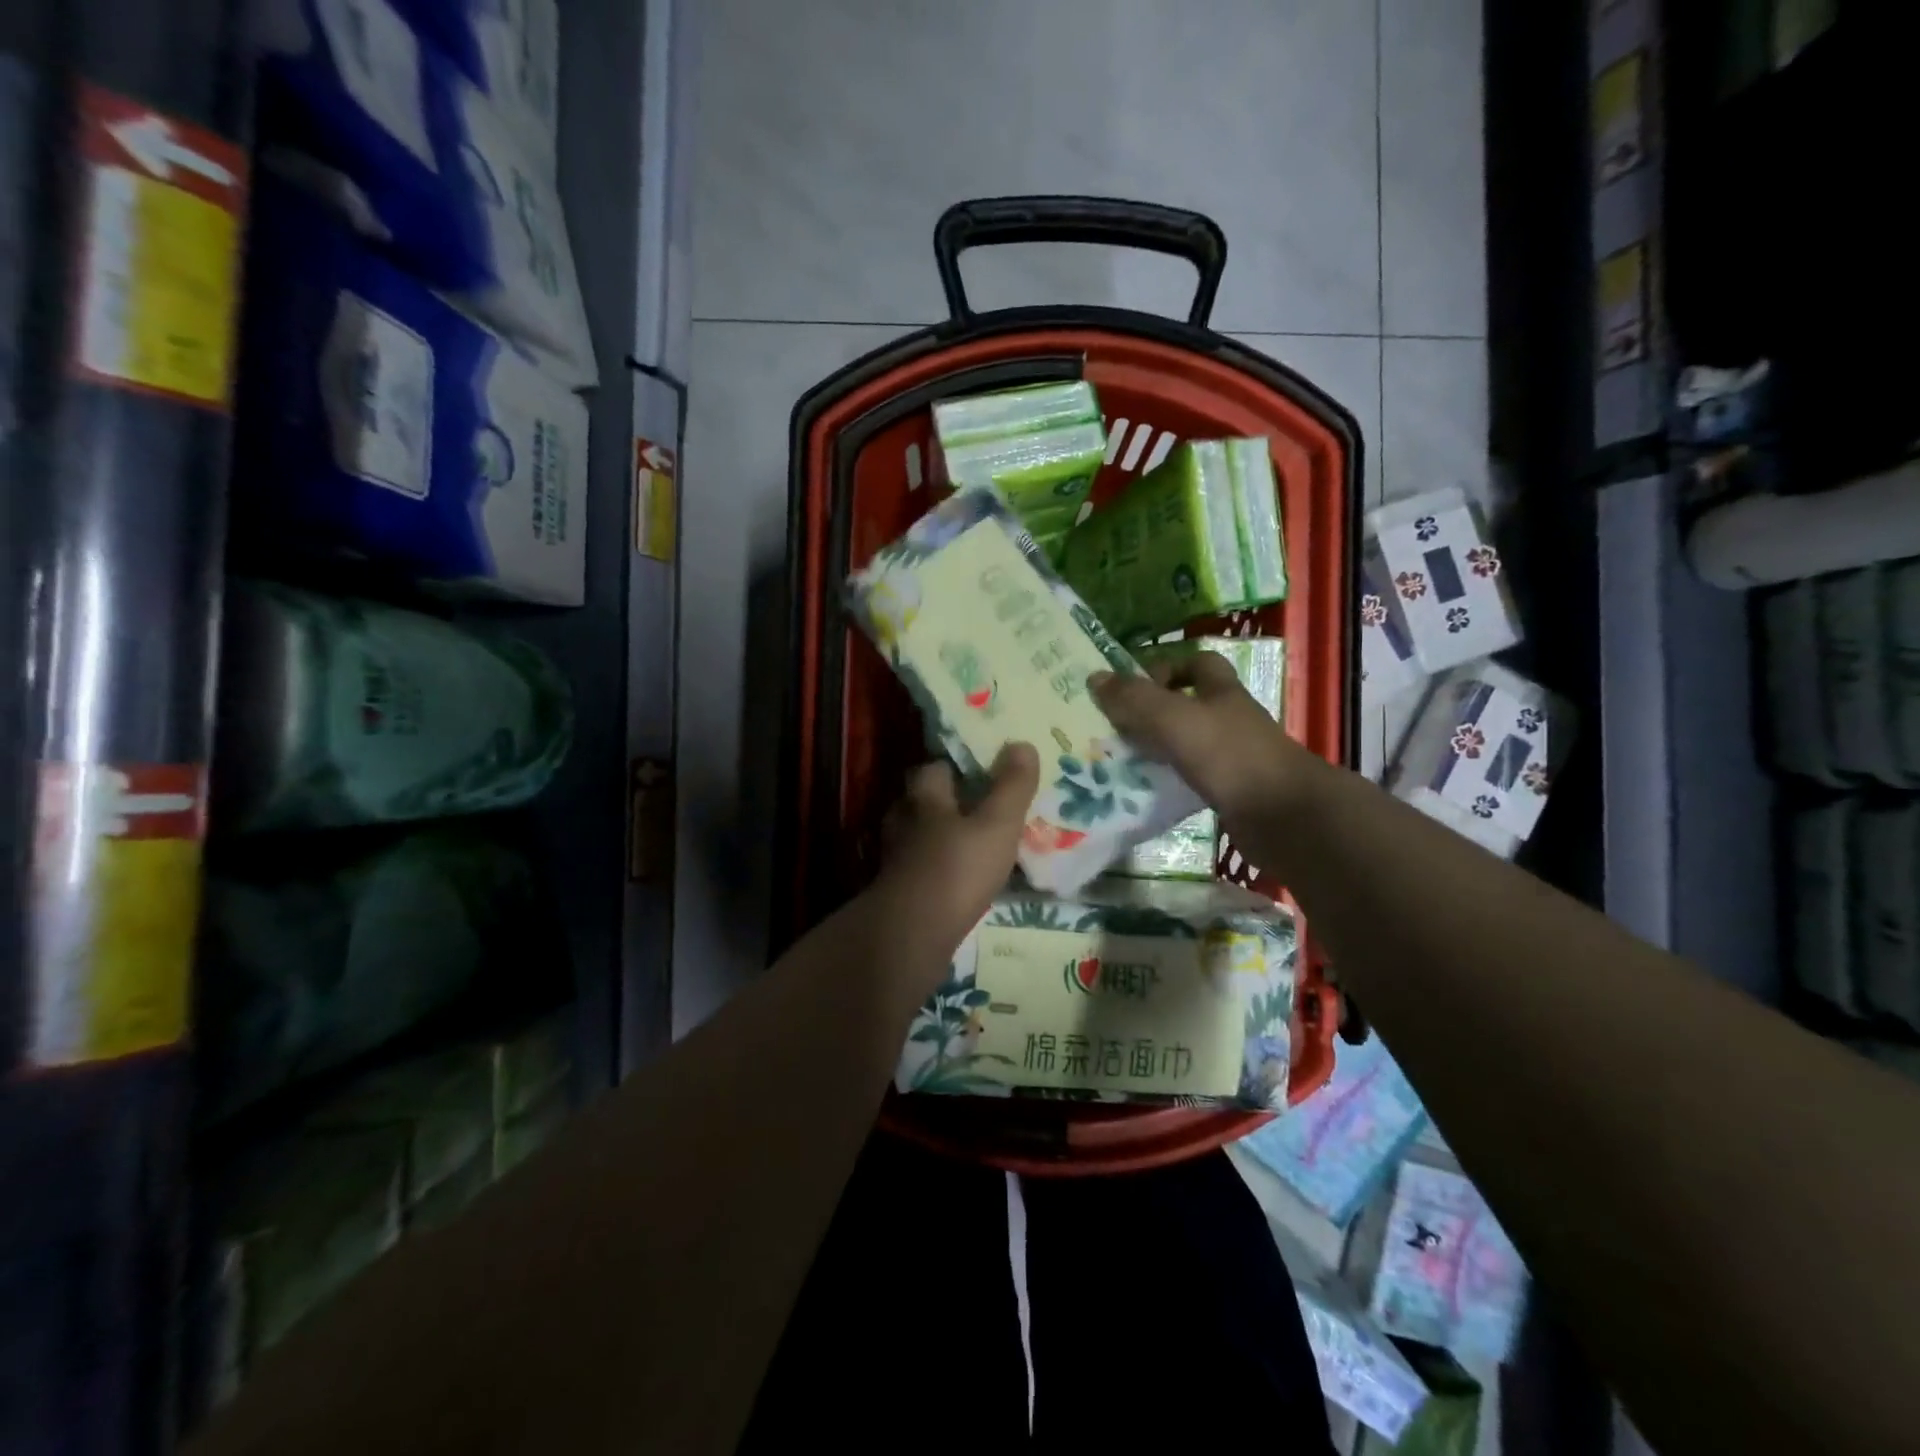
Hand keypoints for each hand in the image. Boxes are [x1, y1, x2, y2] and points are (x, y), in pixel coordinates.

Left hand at [872, 744, 1040, 954]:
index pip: (933, 770)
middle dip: (944, 804)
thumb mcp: (997, 825)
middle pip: (920, 804)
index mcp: (924, 799)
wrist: (911, 935)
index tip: (978, 772)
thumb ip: (1011, 787)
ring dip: (938, 840)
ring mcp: (895, 860)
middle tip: (976, 810)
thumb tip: (1022, 744)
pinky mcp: (896, 893)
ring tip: (968, 847)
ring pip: (917, 839)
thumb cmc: (956, 869)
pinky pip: (918, 872)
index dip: (954, 768)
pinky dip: (935, 872)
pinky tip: (955, 883)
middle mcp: (903, 823)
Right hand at [1090, 654, 1322, 864]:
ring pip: (1188, 743)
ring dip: (1158, 749)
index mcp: (1221, 692)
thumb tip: (1095, 677)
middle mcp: (1230, 719)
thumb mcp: (1174, 719)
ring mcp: (1234, 757)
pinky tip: (1146, 793)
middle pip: (1189, 704)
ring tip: (1119, 761)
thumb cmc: (1229, 756)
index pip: (1197, 663)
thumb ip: (1134, 699)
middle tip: (1114, 727)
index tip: (1133, 687)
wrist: (1284, 817)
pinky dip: (1169, 781)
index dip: (1167, 667)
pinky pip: (1192, 778)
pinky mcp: (1232, 791)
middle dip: (1153, 712)